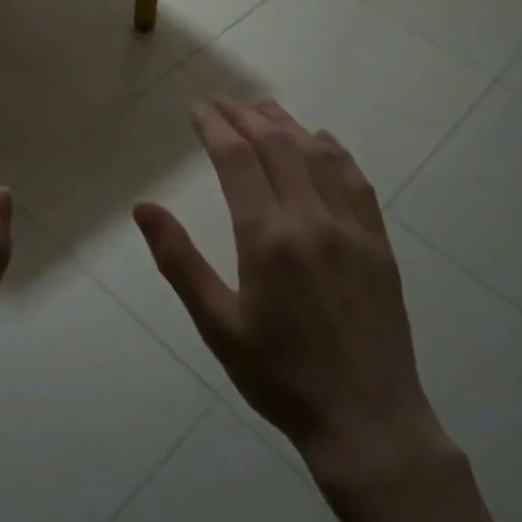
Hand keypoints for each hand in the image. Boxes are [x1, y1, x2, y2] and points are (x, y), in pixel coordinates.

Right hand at [133, 101, 447, 492]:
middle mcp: (311, 219)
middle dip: (245, 117)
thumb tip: (144, 208)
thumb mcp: (217, 324)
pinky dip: (333, 150)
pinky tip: (321, 142)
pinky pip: (355, 179)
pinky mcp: (378, 241)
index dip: (215, 127)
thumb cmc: (279, 376)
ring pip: (317, 154)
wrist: (366, 418)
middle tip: (221, 103)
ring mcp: (352, 226)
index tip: (198, 109)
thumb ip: (179, 261)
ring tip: (262, 109)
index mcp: (267, 238)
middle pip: (277, 145)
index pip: (237, 159)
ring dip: (287, 125)